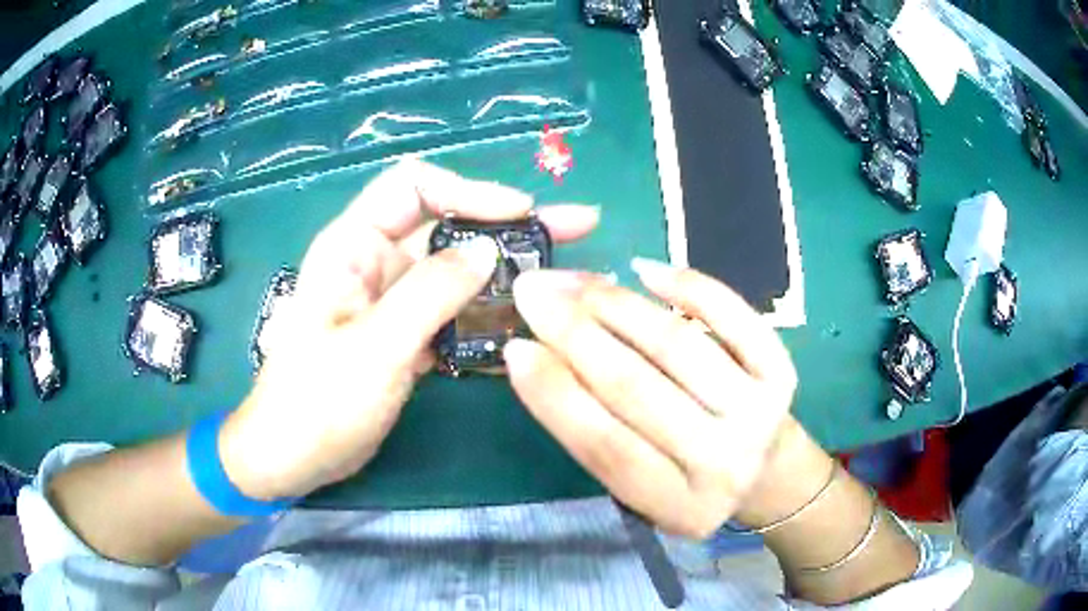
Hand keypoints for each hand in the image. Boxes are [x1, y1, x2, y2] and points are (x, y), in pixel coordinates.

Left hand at [220, 159, 598, 499]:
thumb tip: (489, 250)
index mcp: (354, 246)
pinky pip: (455, 312)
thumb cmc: (317, 401)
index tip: (521, 211)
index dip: (468, 190)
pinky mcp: (407, 335)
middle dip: (509, 224)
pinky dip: (489, 314)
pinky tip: (528, 322)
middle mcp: (376, 263)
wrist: (293, 457)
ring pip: (457, 270)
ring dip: (507, 271)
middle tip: (575, 226)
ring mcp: (394, 302)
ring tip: (563, 276)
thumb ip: (430, 294)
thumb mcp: (374, 347)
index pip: (413, 187)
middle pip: (447, 225)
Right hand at [504, 259, 796, 537]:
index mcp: (677, 505)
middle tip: (533, 292)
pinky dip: (686, 285)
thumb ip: (596, 432)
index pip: (605, 447)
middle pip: (637, 388)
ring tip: (574, 280)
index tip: (515, 347)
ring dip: (616, 303)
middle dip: (573, 332)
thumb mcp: (641, 485)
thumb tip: (539, 354)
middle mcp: (723, 463)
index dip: (554, 396)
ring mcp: (759, 412)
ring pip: (676, 345)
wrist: (767, 473)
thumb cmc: (689, 480)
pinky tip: (642, 269)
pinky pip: (731, 315)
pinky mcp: (781, 370)